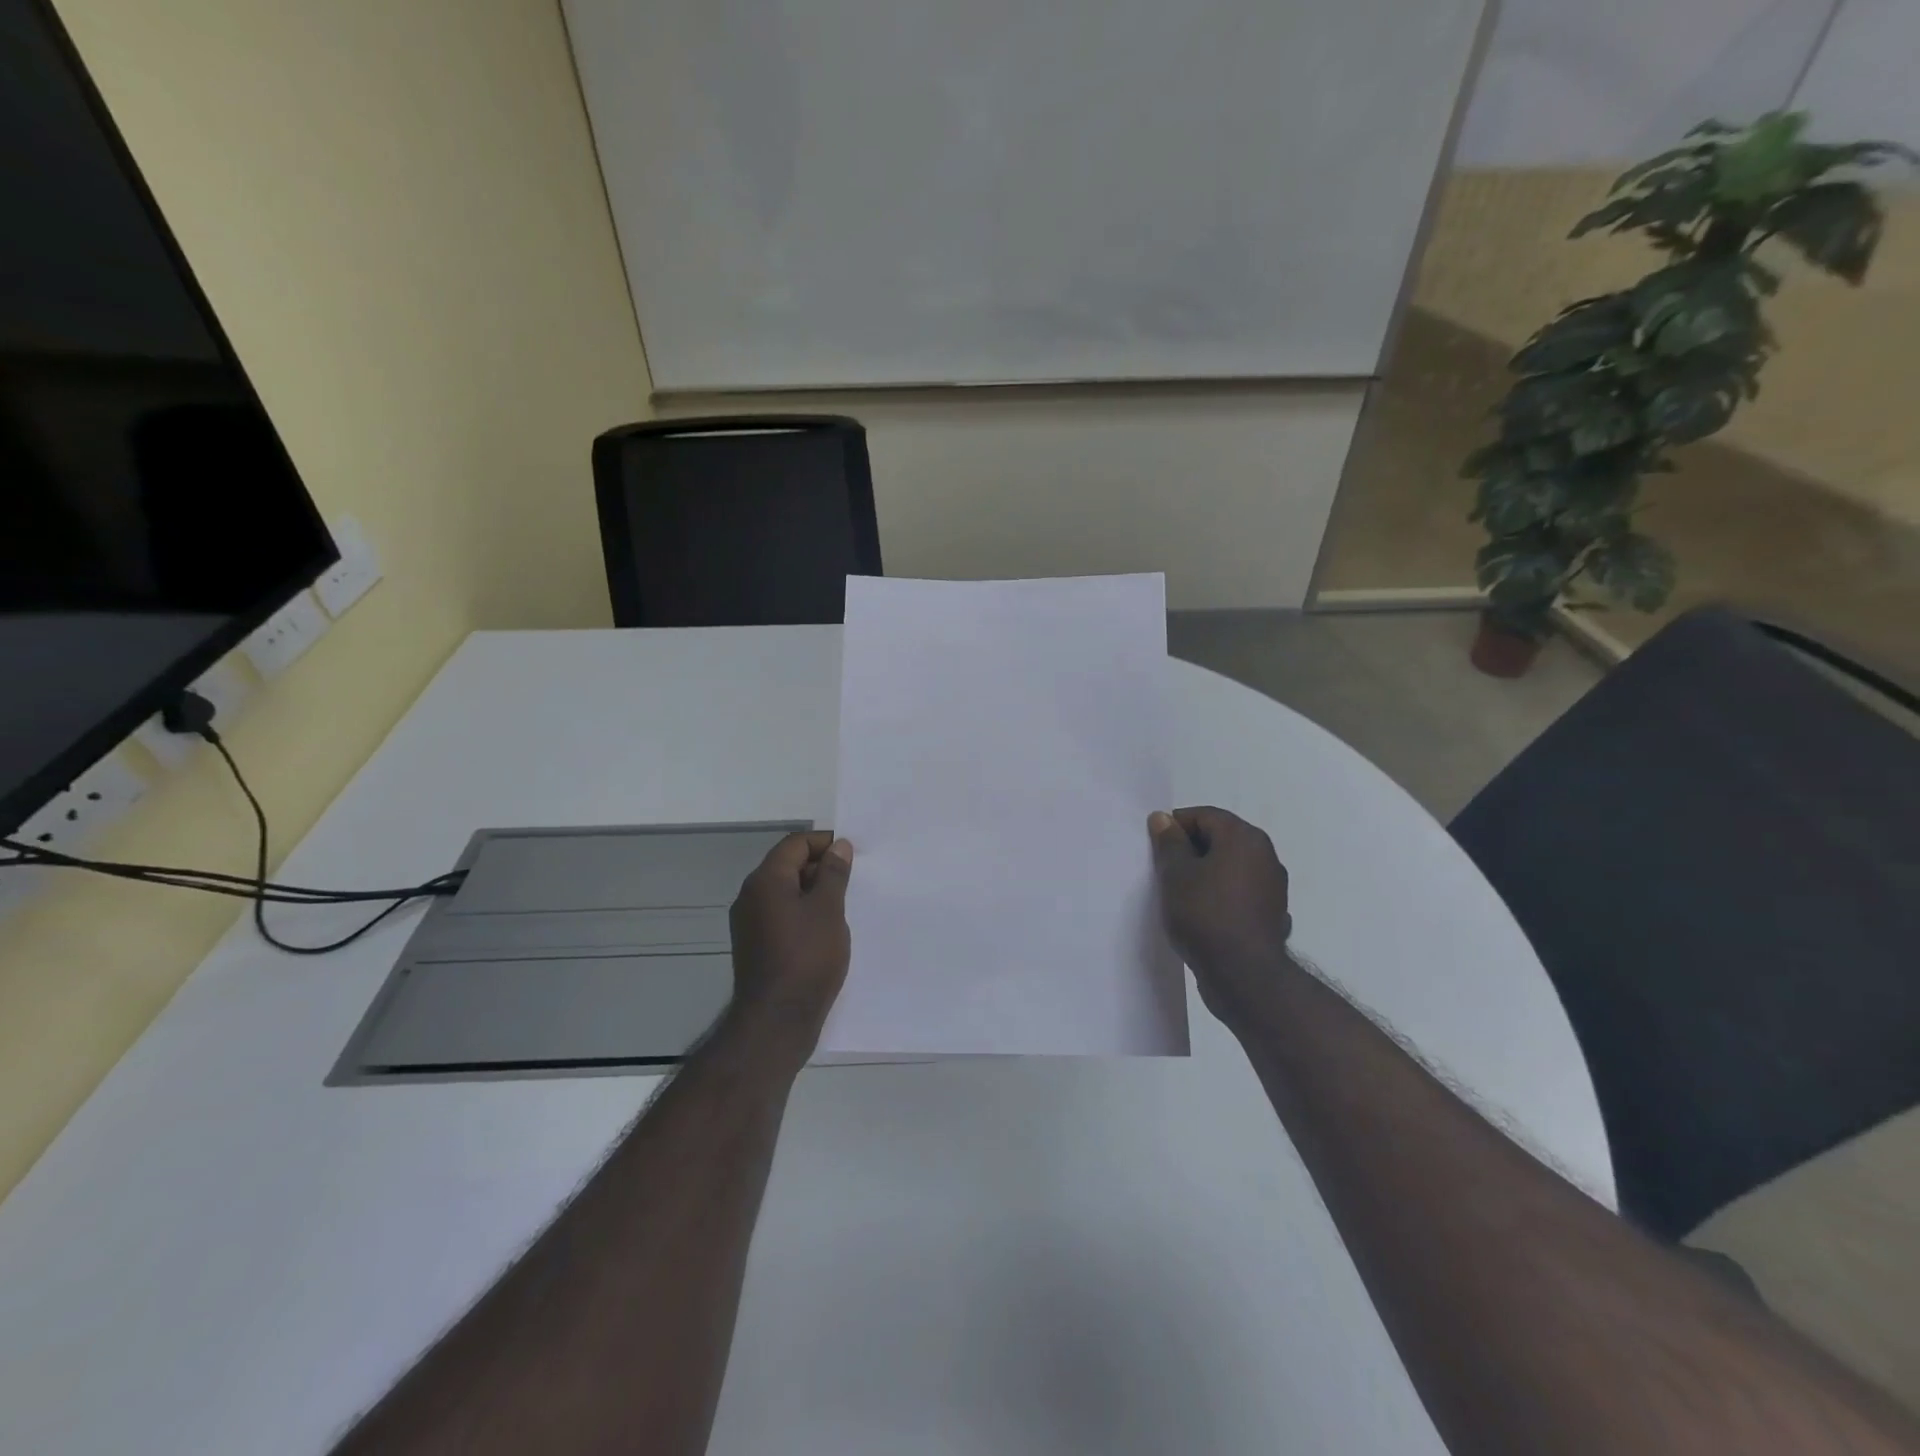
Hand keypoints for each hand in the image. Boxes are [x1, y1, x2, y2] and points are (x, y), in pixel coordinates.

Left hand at [727, 831, 853, 1053]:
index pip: (795, 844)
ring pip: (784, 892)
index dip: (824, 843)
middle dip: (820, 867)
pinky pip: (780, 915)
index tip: (852, 855)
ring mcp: (749, 923)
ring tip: (843, 906)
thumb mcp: (829, 909)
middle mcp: (750, 896)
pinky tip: (825, 931)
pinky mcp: (754, 946)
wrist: (777, 1020)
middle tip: (852, 881)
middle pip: (787, 866)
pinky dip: (802, 913)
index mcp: (765, 880)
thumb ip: (834, 873)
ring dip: (813, 892)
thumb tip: (838, 846)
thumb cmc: (807, 957)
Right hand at [1149, 807, 1293, 1018]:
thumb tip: (1162, 818)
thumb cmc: (1205, 915)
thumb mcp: (1175, 874)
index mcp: (1244, 838)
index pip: (1203, 816)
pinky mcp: (1272, 913)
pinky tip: (1205, 915)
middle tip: (1164, 871)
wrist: (1243, 975)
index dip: (1175, 827)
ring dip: (1206, 873)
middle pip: (1220, 839)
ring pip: (1230, 867)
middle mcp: (1265, 855)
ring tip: (1181, 895)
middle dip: (1190, 850)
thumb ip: (1169, 842)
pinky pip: (1240, 892)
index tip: (1155, 849)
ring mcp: (1272, 886)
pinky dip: (1222, 895)